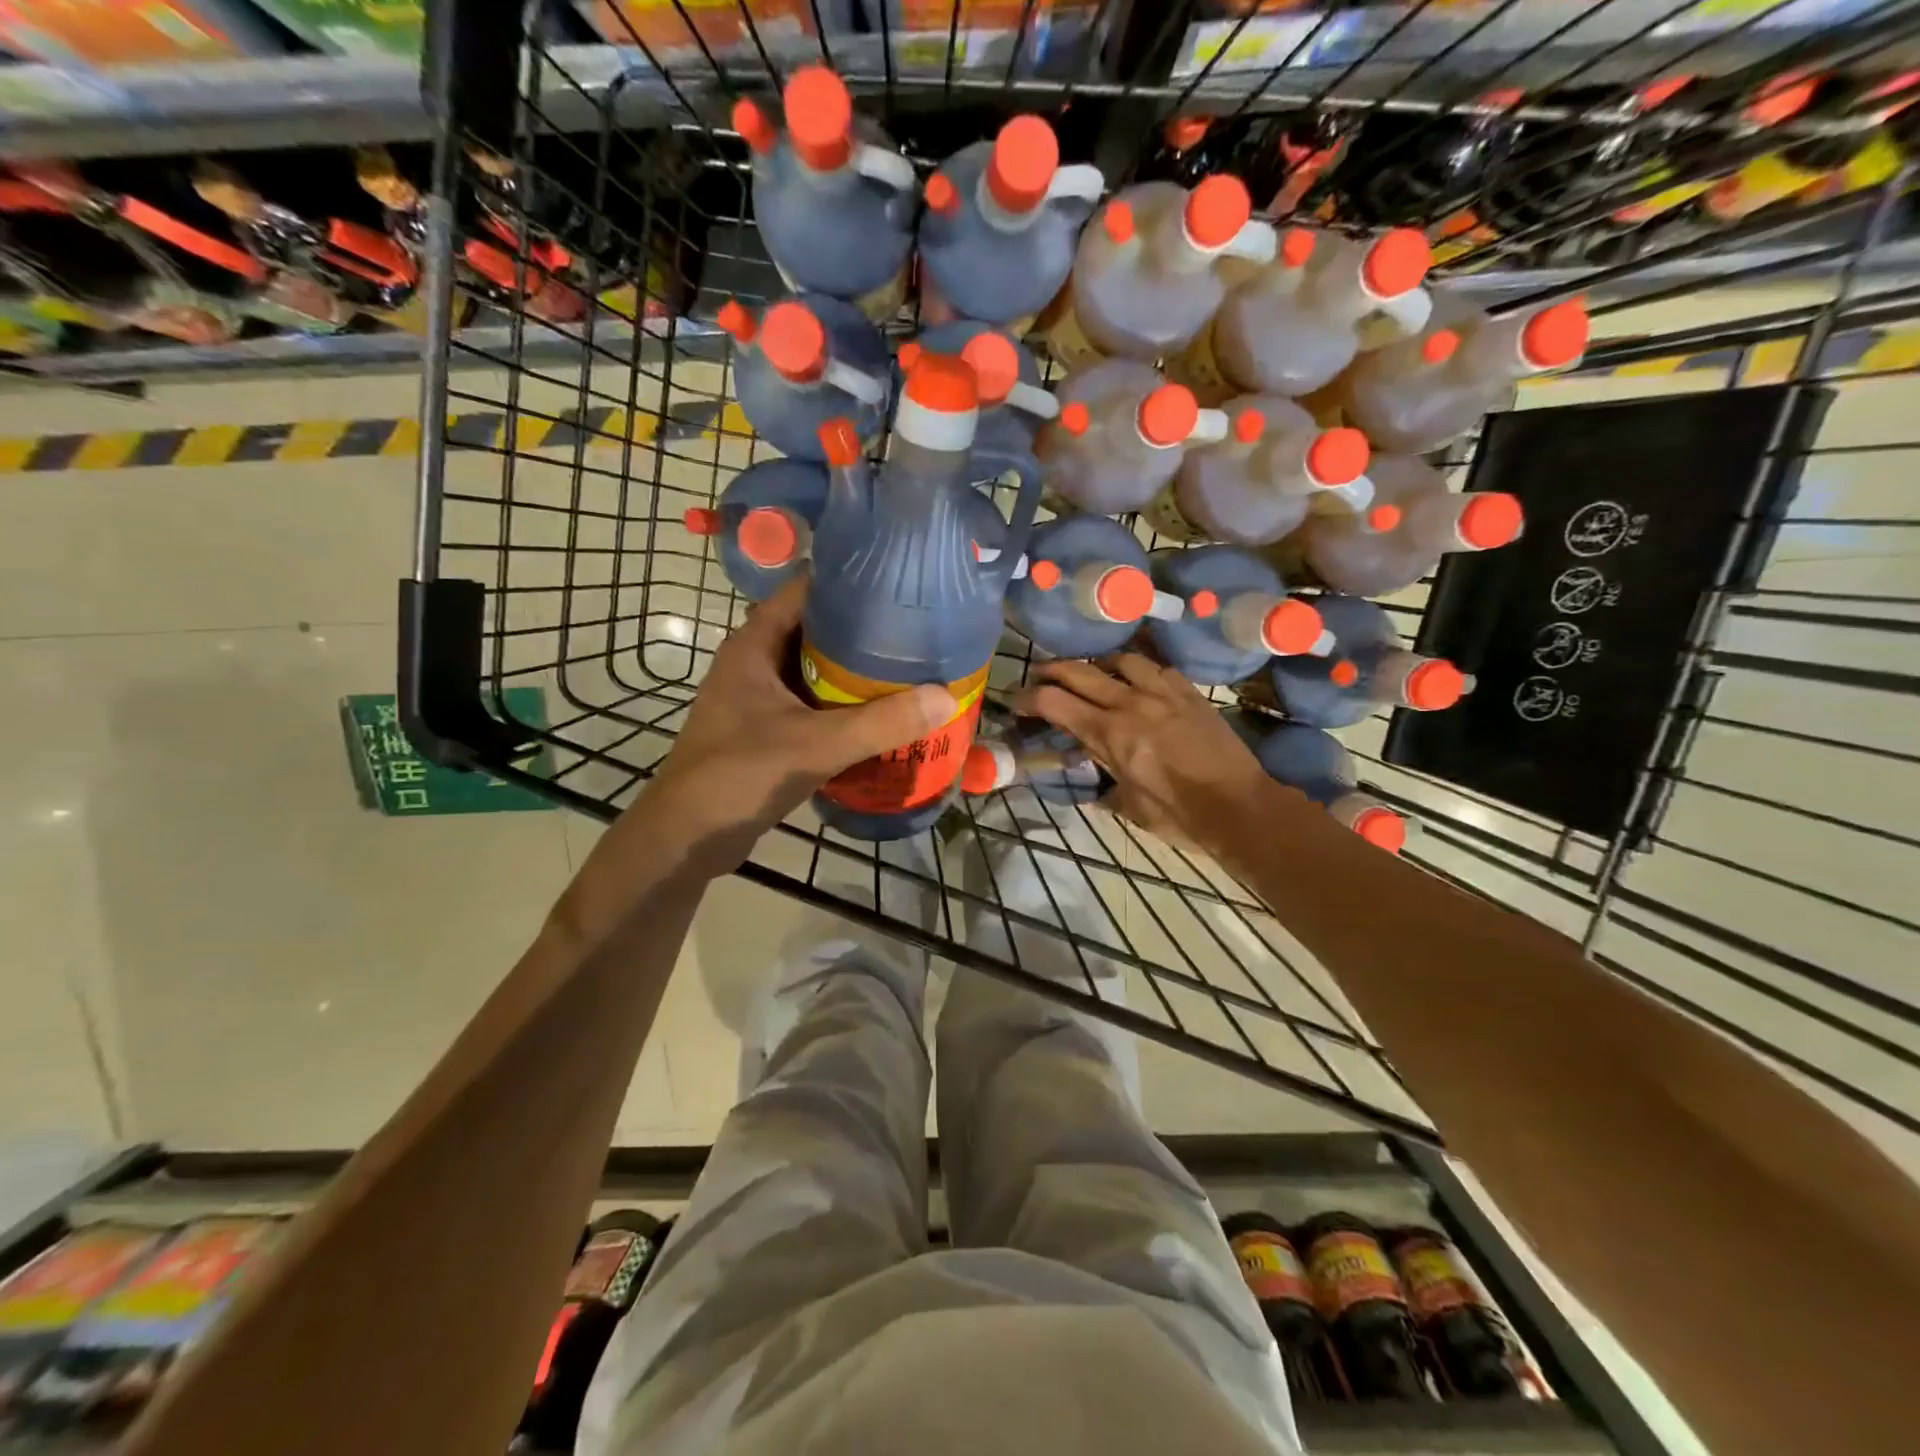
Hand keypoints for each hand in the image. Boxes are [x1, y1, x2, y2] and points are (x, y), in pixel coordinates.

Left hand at [642, 575, 955, 873]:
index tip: (896, 583)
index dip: (847, 581)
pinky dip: (841, 705)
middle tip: (914, 629)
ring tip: (906, 666)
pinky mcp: (764, 730)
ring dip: (852, 671)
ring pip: (813, 671)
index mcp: (753, 646)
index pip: (802, 591)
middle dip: (861, 629)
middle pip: (813, 630)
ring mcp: (756, 699)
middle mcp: (752, 663)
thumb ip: (881, 723)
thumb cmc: (741, 775)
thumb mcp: (817, 745)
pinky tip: (879, 715)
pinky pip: (810, 704)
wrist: (688, 837)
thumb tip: (945, 697)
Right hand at [1011, 655, 1277, 847]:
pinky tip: (1137, 682)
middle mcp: (1131, 703)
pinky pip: (1156, 667)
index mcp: (1109, 734)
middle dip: (1050, 670)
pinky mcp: (1189, 691)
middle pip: (1078, 670)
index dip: (1027, 698)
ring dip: (1097, 664)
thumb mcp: (1128, 807)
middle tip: (1038, 677)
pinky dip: (1137, 670)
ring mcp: (1163, 692)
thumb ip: (1102, 786)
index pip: (1054, 702)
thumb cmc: (1179, 815)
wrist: (1241, 806)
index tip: (1016, 703)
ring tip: (1092, 675)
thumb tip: (1089, 783)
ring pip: (1119, 659)